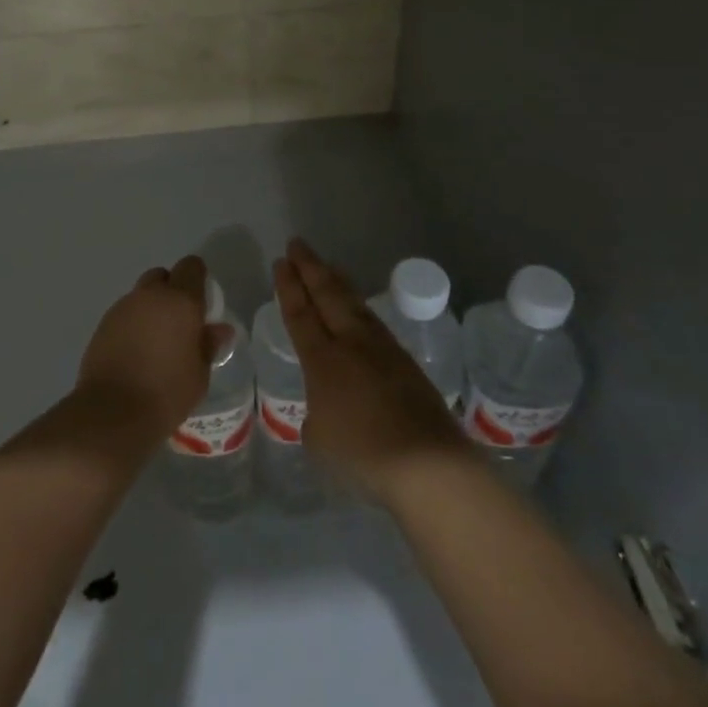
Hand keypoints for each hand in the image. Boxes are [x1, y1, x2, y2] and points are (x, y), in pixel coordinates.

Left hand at [77, 256, 230, 438]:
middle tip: (179, 322)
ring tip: (156, 342)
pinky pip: (124, 314)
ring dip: (150, 309)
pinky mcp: (103, 324)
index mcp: (180, 300)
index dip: (198, 279)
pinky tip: (135, 352)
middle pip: (162, 276)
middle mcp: (150, 296)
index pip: (191, 267)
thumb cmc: (166, 393)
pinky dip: (133, 324)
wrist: (112, 413)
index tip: (202, 303)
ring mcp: (122, 307)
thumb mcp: (199, 374)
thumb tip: (218, 329)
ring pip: (141, 295)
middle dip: (172, 291)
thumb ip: (207, 345)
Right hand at [275, 237, 469, 502]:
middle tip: (297, 244)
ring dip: (337, 281)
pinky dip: (359, 306)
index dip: (288, 286)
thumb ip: (316, 415)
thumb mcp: (319, 439)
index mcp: (322, 360)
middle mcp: (351, 344)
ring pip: (354, 304)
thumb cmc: (363, 454)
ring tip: (327, 265)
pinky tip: (359, 308)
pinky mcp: (406, 361)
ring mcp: (382, 349)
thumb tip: (325, 407)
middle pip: (327, 295)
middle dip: (310, 267)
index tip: (281, 262)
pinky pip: (374, 322)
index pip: (300, 313)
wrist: (427, 462)